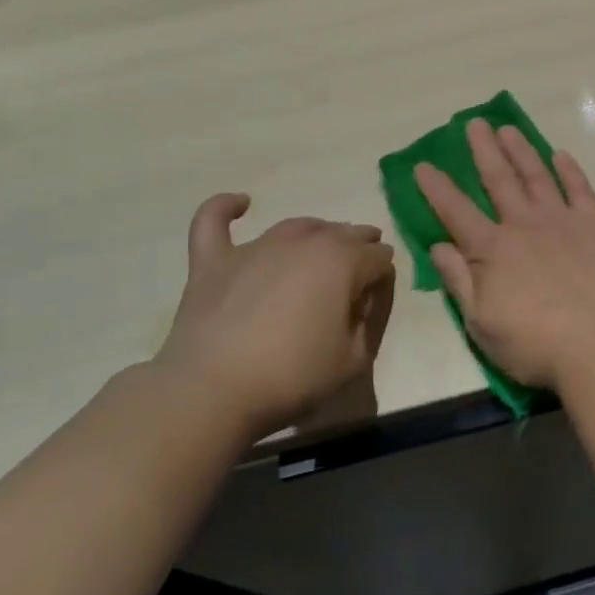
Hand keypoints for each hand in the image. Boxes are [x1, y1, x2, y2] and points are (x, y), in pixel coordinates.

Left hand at [154, 195, 394, 438]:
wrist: (213, 390)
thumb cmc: (292, 375)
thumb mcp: (354, 359)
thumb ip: (367, 321)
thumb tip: (361, 297)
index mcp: (343, 262)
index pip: (378, 257)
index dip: (382, 274)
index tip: (376, 294)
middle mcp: (304, 242)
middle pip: (343, 233)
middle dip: (359, 244)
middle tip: (360, 265)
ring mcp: (256, 248)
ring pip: (297, 226)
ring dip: (317, 231)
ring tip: (323, 243)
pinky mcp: (214, 261)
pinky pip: (214, 220)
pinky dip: (225, 207)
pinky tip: (239, 203)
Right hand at [415, 120, 594, 391]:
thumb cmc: (533, 343)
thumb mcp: (481, 323)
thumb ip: (459, 280)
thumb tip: (438, 245)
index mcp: (492, 249)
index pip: (456, 211)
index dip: (437, 187)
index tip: (423, 164)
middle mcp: (524, 224)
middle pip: (498, 179)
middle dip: (483, 150)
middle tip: (474, 123)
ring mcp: (562, 220)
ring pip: (537, 175)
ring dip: (521, 150)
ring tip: (509, 129)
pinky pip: (580, 188)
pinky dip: (569, 170)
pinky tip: (560, 155)